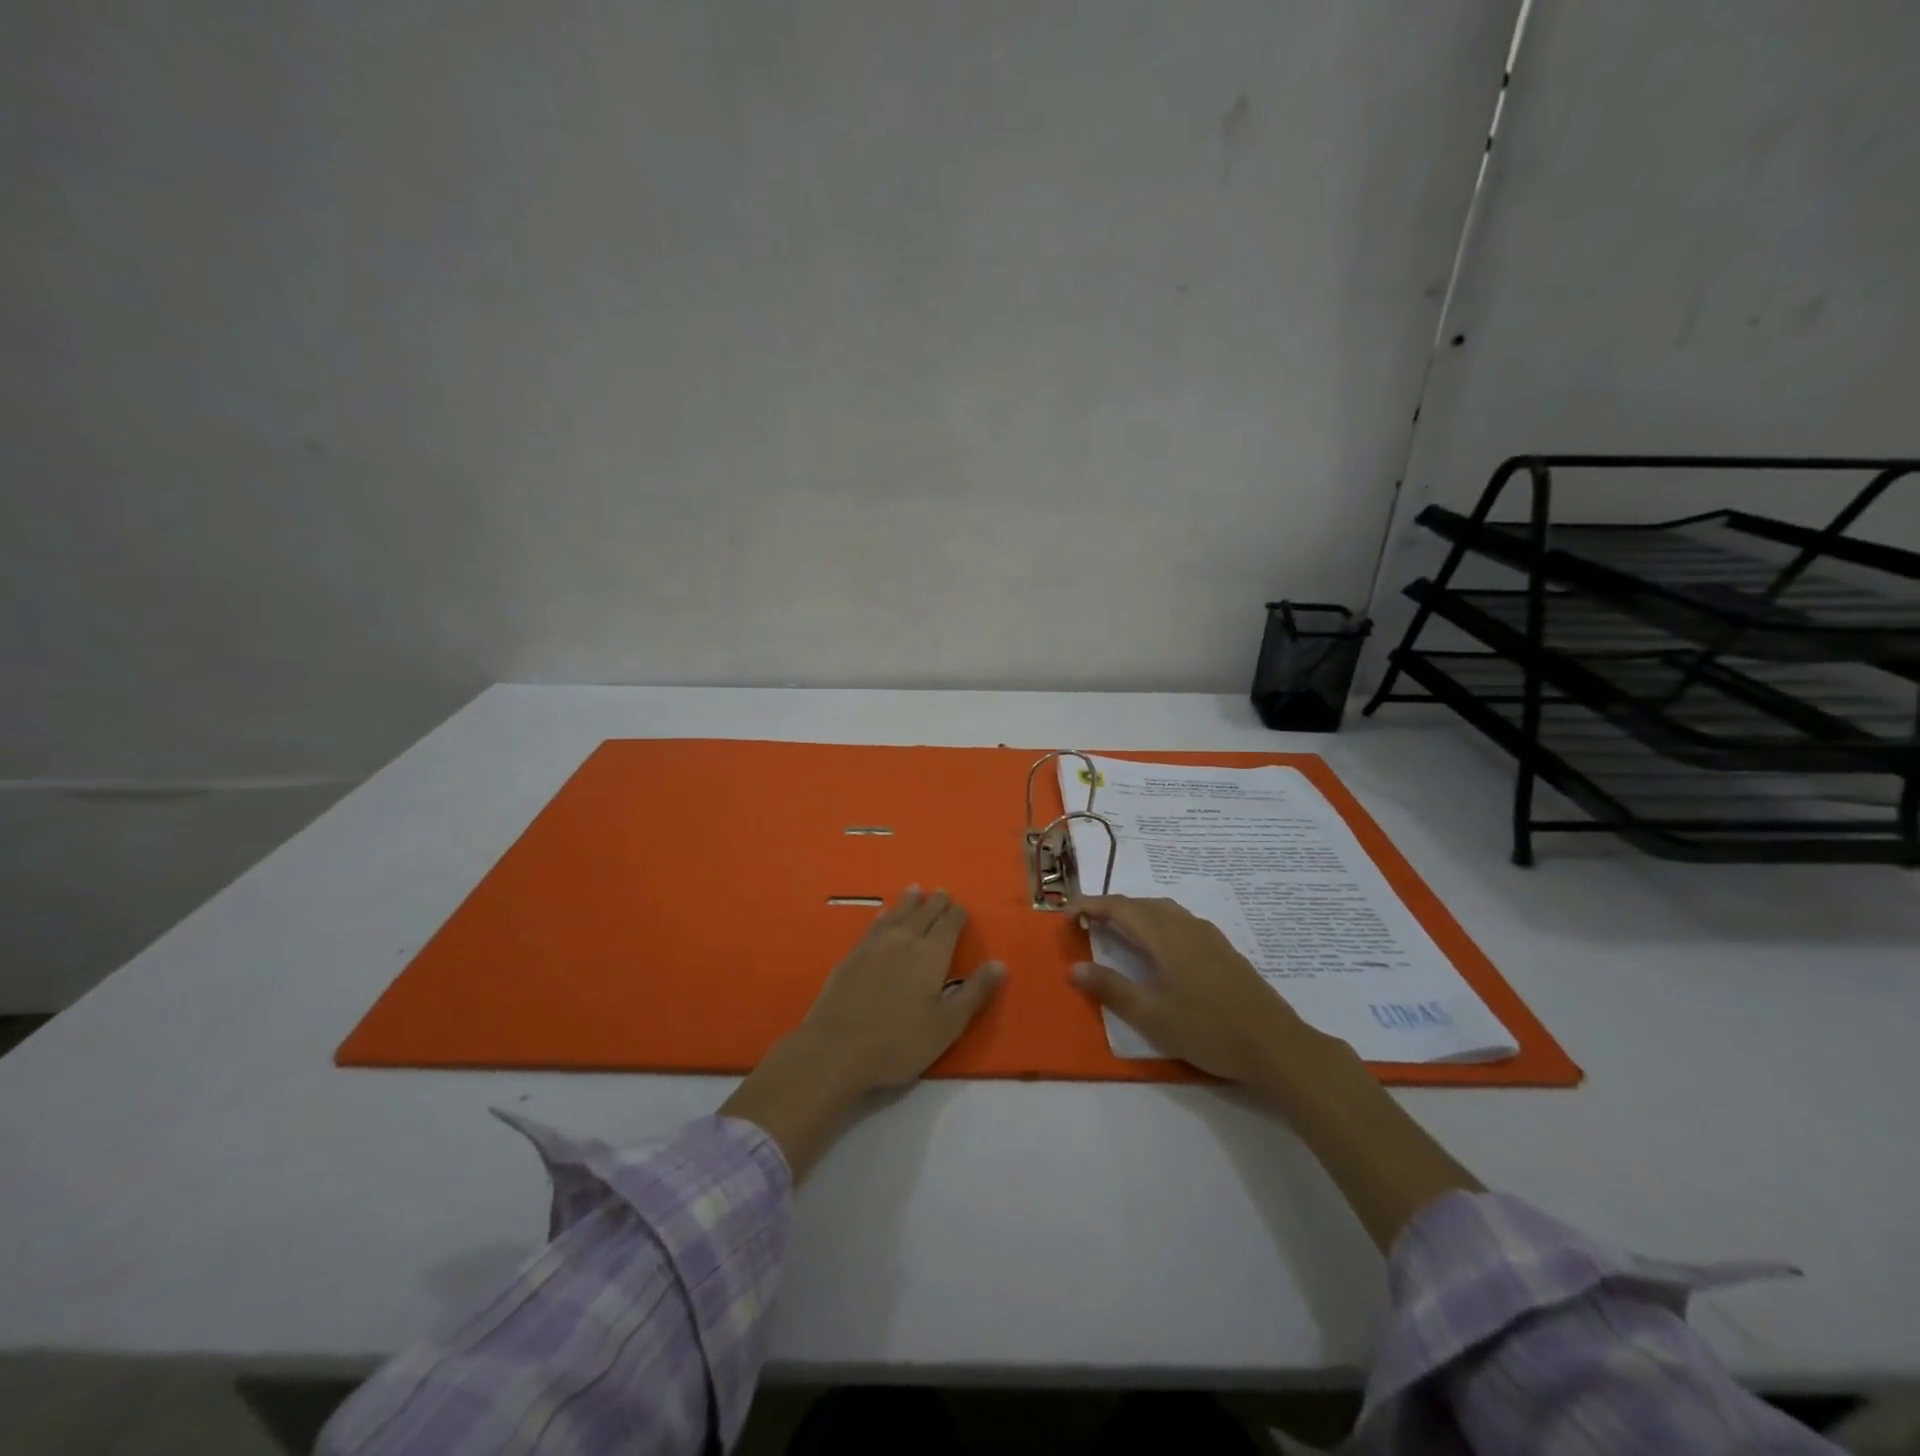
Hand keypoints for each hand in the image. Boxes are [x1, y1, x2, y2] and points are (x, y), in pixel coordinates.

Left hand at [793, 886, 1005, 1094]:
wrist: (836, 1049)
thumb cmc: (899, 1042)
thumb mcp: (947, 1025)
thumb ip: (974, 992)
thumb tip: (1000, 963)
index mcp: (931, 956)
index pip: (948, 926)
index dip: (957, 915)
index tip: (961, 907)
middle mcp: (904, 942)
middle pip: (923, 914)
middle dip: (935, 902)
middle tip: (941, 891)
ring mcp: (874, 947)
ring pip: (896, 915)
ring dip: (908, 902)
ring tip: (915, 890)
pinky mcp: (851, 957)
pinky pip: (873, 927)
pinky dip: (883, 917)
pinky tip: (881, 916)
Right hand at [1072, 894, 1481, 1253]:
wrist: (1277, 1046)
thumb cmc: (1209, 1030)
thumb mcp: (1153, 1016)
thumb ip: (1112, 989)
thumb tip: (1075, 968)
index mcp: (1165, 937)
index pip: (1120, 908)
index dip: (1091, 906)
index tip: (1067, 913)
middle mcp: (1186, 927)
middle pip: (1142, 904)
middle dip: (1111, 907)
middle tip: (1087, 921)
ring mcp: (1209, 937)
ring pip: (1164, 910)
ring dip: (1136, 912)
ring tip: (1117, 929)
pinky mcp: (1224, 950)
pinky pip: (1180, 920)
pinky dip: (1157, 921)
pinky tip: (1160, 945)